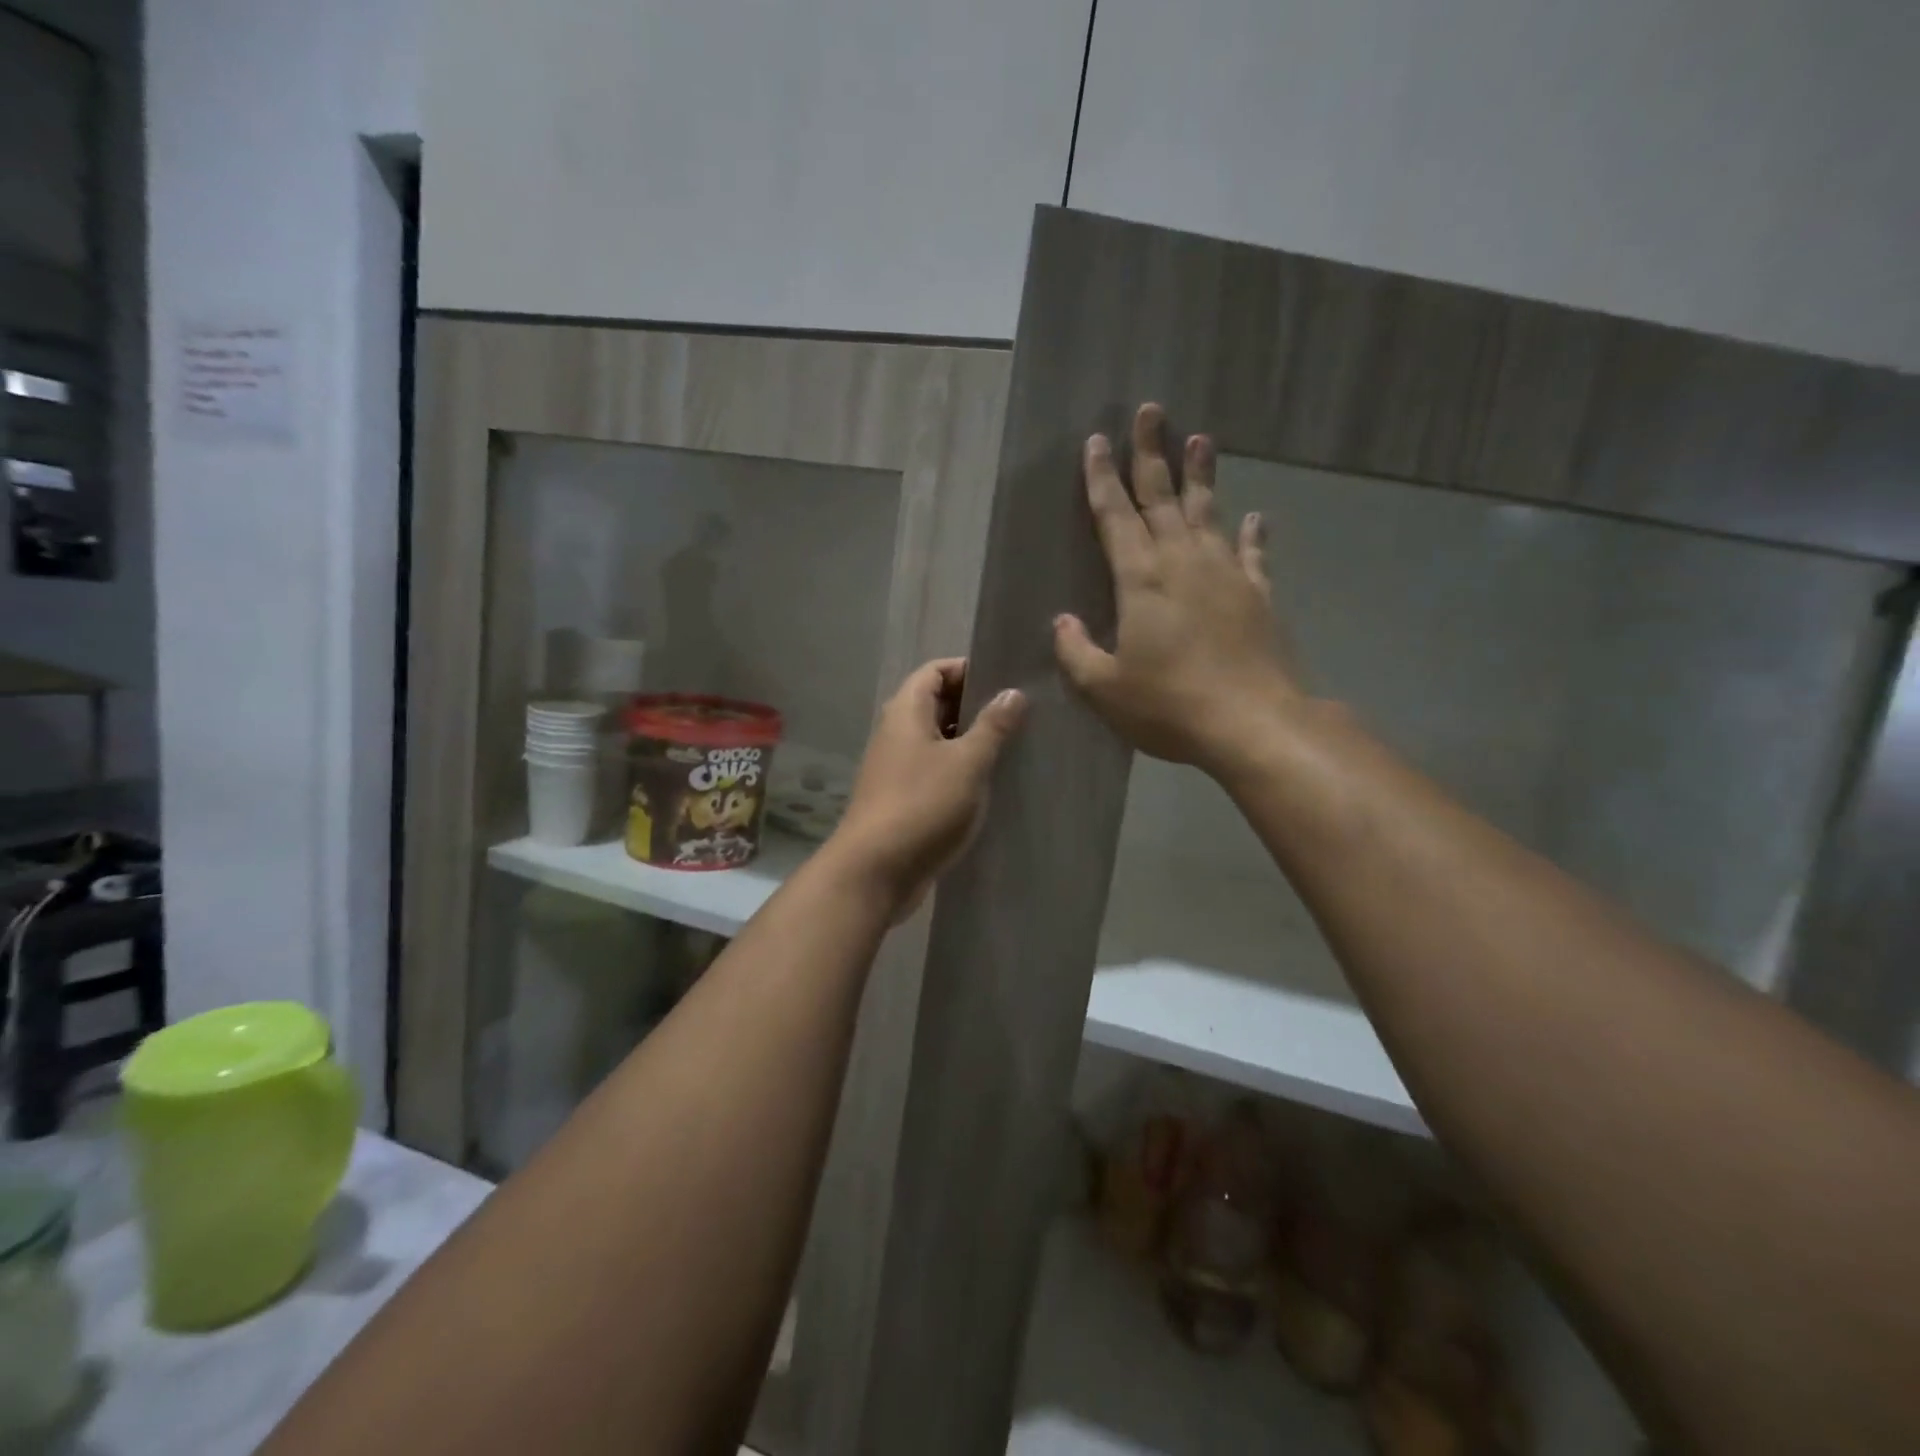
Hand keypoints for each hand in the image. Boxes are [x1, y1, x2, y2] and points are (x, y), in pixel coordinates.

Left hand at [830, 658, 1025, 916]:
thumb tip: (1012, 692)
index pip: (934, 670)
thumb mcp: (967, 762)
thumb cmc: (922, 805)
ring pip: (938, 740)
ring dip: (970, 740)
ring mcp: (897, 768)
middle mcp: (897, 733)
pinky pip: (935, 771)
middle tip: (1019, 713)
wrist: (875, 871)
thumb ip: (992, 726)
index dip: (967, 668)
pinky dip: (960, 770)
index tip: (1005, 680)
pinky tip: (990, 783)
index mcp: (906, 712)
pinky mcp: (903, 799)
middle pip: (936, 704)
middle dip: (974, 705)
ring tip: (1013, 745)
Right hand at [1054, 403, 1301, 774]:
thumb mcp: (1105, 688)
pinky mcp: (1258, 595)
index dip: (1102, 479)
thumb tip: (1062, 622)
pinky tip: (1254, 516)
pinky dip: (1250, 534)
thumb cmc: (1170, 706)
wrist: (1254, 723)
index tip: (1096, 441)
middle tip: (1150, 411)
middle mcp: (1183, 563)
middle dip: (1151, 453)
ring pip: (1208, 512)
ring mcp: (1226, 575)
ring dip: (1201, 475)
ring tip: (1200, 438)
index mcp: (1141, 579)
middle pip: (1163, 497)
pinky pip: (1252, 554)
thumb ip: (1077, 651)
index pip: (1116, 516)